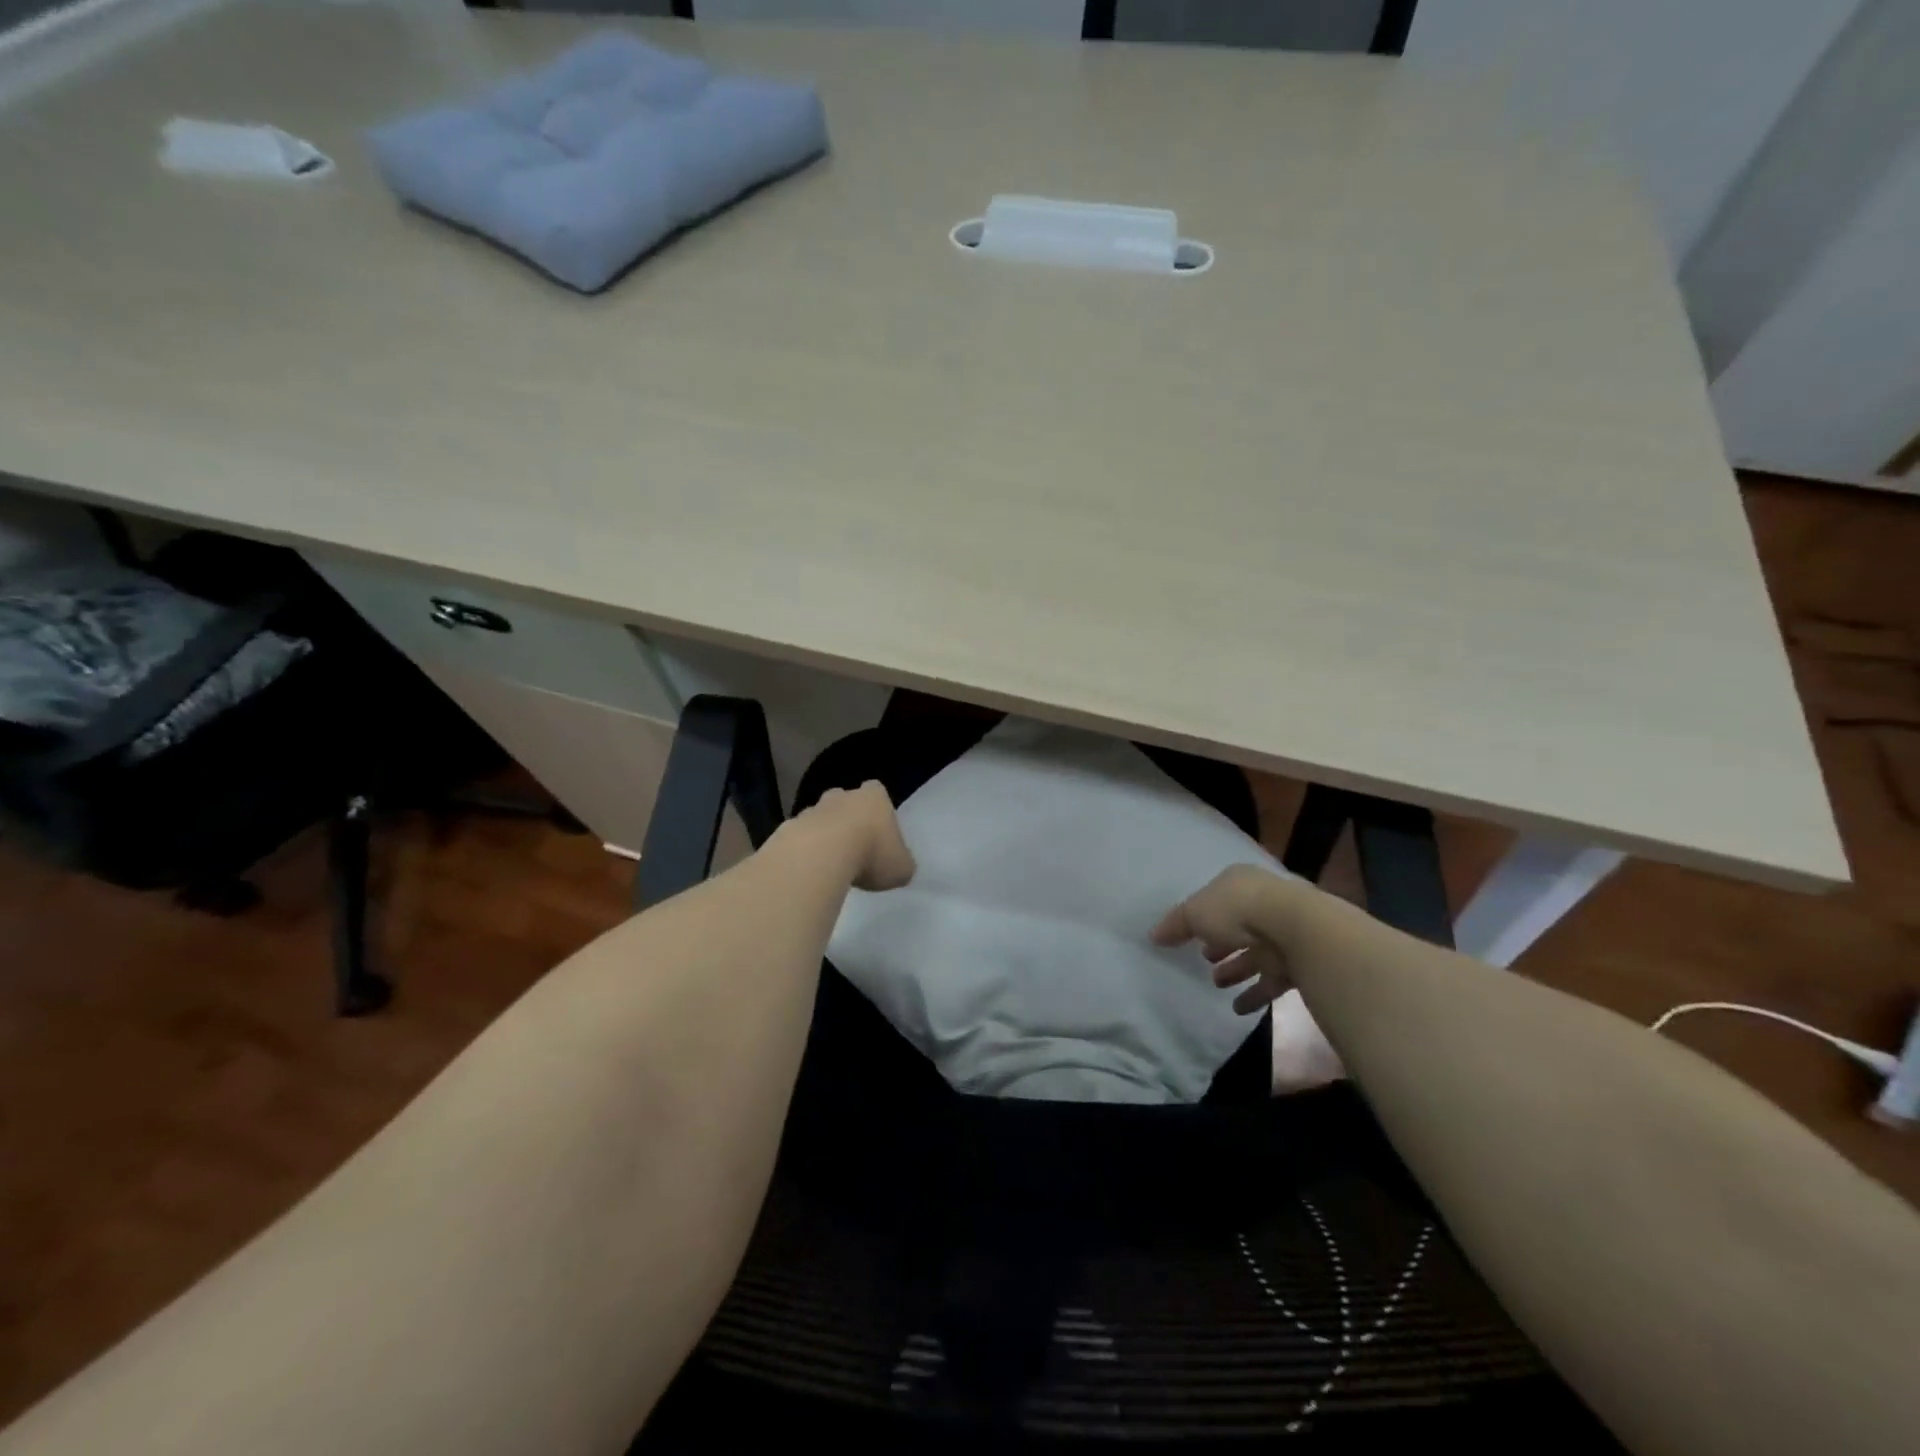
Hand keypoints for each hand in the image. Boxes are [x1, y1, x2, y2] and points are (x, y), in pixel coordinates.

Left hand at [802, 782, 915, 891]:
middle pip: (845, 800)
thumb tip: (899, 867)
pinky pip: (799, 838)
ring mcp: (812, 810)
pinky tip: (809, 871)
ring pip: (819, 818)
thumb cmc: (870, 855)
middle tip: (854, 846)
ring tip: (829, 864)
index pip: (877, 791)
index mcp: (874, 798)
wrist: (819, 857)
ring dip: (823, 835)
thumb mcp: (901, 868)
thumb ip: (902, 864)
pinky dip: (803, 851)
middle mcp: (842, 796)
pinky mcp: (788, 828)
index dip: (878, 809)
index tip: (879, 830)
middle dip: (848, 818)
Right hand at [1151, 864, 1293, 1014]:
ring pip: (1254, 953)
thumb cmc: (1238, 910)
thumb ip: (1175, 925)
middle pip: (1237, 926)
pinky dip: (1254, 994)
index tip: (1190, 935)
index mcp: (1239, 883)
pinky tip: (1237, 1008)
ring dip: (1236, 969)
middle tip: (1205, 959)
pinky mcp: (1296, 962)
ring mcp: (1283, 933)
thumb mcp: (1195, 913)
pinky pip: (1270, 980)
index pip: (1217, 898)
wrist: (1295, 929)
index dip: (1202, 915)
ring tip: (1216, 983)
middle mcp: (1263, 904)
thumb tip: (1154, 936)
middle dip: (1221, 943)